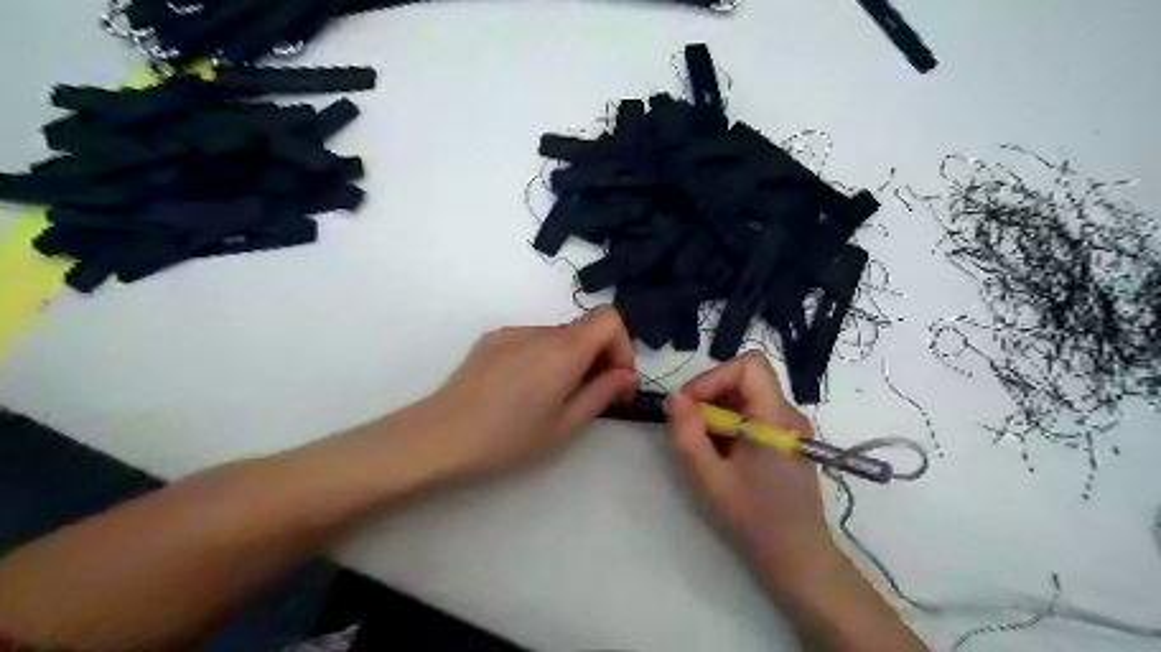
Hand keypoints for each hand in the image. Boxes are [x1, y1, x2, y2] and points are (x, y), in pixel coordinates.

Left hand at [413, 309, 637, 480]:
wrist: (438, 436)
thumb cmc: (507, 438)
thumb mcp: (564, 425)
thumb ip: (602, 393)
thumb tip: (626, 376)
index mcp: (563, 350)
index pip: (610, 319)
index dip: (622, 346)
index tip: (615, 380)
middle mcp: (540, 331)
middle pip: (585, 327)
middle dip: (598, 357)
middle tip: (590, 395)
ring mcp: (512, 331)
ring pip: (559, 335)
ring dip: (570, 358)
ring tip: (552, 396)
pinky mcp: (492, 338)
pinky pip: (532, 339)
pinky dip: (544, 356)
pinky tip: (523, 389)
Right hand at [668, 358, 839, 601]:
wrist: (798, 557)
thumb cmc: (756, 520)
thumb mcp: (711, 480)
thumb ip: (689, 436)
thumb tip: (674, 398)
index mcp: (776, 418)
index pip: (750, 365)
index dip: (715, 377)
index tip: (690, 405)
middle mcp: (787, 414)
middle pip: (745, 378)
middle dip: (710, 394)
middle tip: (689, 426)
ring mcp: (788, 426)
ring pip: (745, 395)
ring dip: (717, 410)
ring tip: (703, 442)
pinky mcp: (783, 438)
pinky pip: (751, 413)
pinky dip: (728, 423)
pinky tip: (720, 452)